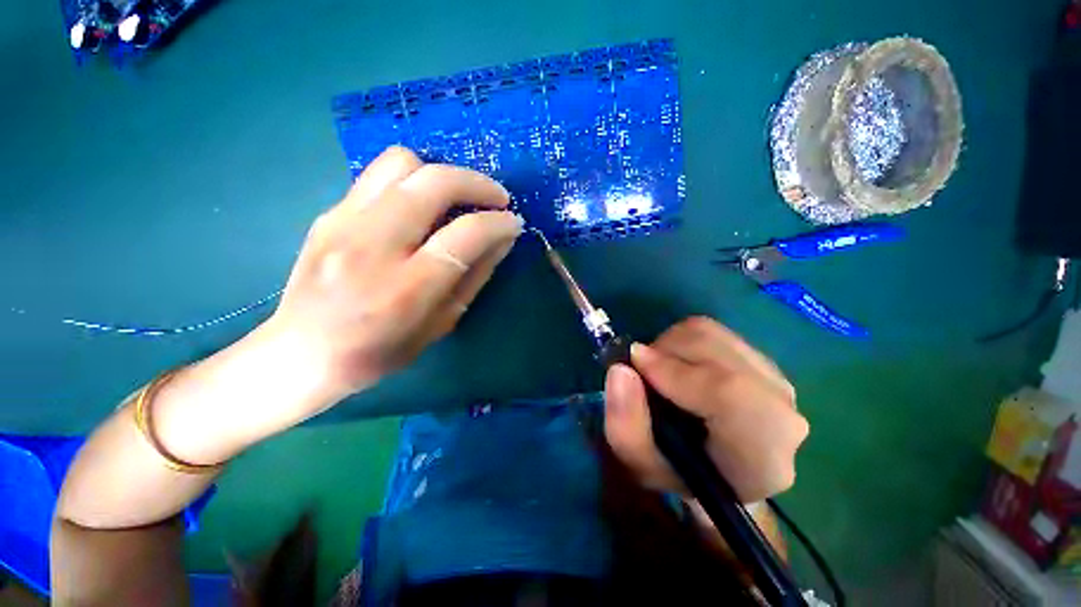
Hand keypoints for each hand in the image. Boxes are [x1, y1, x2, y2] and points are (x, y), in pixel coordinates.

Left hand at [262, 146, 522, 408]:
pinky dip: (413, 182)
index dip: (497, 223)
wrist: (299, 353)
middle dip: (478, 183)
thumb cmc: (379, 353)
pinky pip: (379, 176)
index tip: (513, 222)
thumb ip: (475, 277)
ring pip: (402, 163)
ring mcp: (343, 222)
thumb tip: (502, 239)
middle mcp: (372, 246)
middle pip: (434, 183)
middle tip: (497, 199)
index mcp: (405, 289)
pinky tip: (422, 207)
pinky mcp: (328, 213)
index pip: (465, 235)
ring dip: (442, 174)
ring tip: (457, 198)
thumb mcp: (440, 325)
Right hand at [604, 317, 807, 502]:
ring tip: (659, 371)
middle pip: (713, 349)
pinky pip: (711, 331)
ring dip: (670, 345)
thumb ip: (626, 425)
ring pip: (709, 333)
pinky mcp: (761, 358)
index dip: (675, 371)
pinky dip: (682, 341)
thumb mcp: (641, 465)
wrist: (721, 472)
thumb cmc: (682, 475)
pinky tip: (678, 366)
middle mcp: (781, 408)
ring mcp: (774, 377)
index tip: (634, 364)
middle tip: (643, 374)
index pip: (729, 392)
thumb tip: (620, 369)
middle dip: (663, 352)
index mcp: (761, 453)